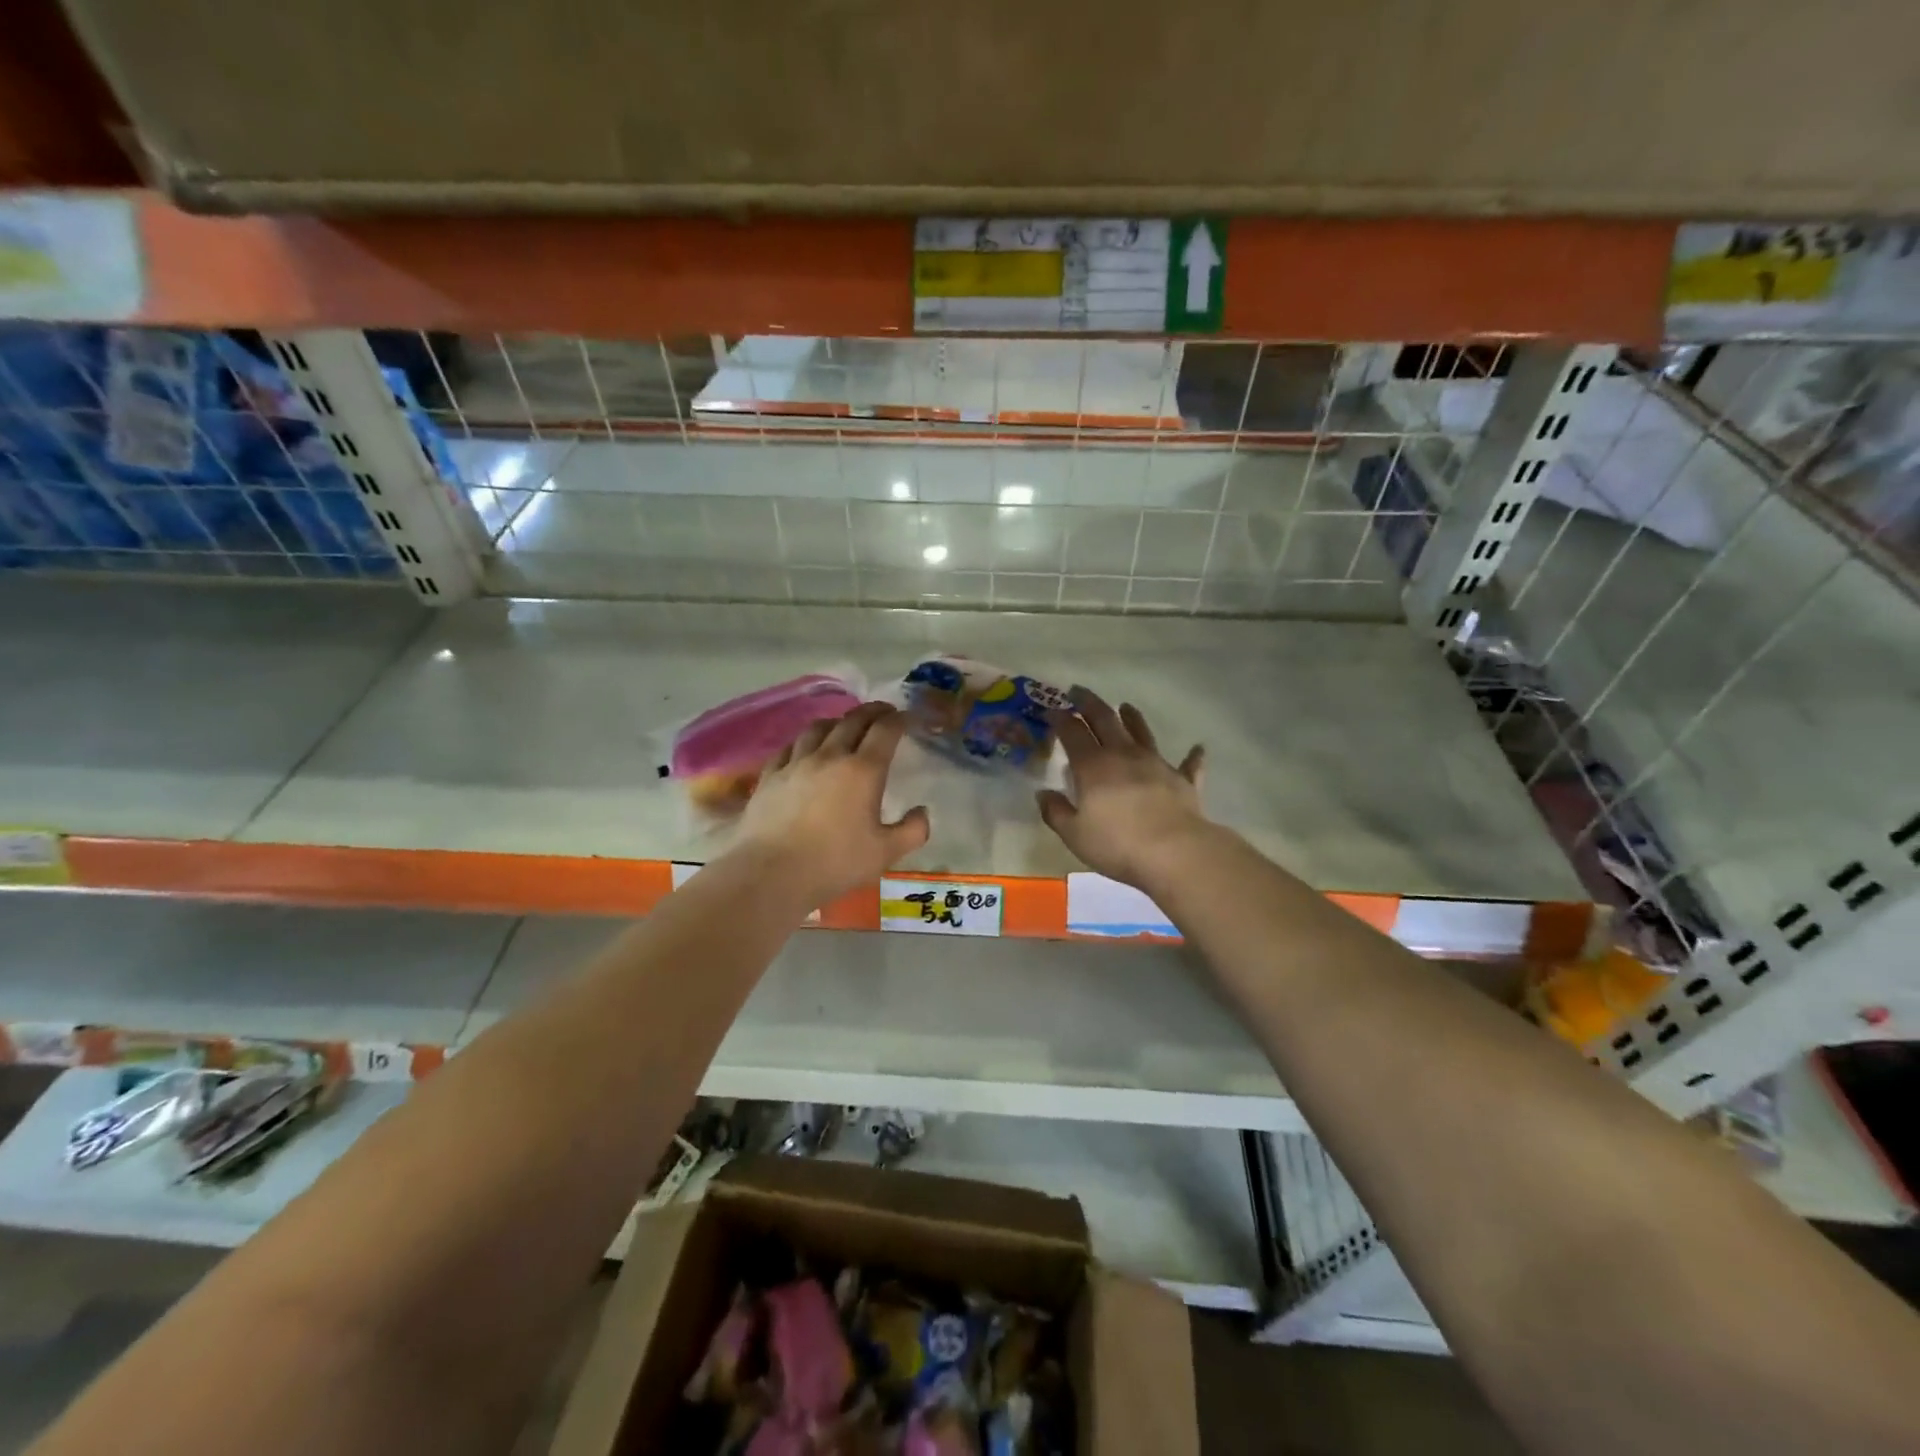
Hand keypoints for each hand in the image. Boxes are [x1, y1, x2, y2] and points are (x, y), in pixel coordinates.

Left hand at [732, 702, 929, 905]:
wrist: (771, 874)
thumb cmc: (834, 863)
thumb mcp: (885, 854)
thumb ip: (912, 831)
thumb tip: (922, 812)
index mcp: (863, 770)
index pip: (885, 731)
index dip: (899, 719)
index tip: (907, 717)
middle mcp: (830, 756)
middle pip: (853, 720)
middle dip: (872, 712)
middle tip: (883, 712)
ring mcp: (796, 763)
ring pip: (818, 728)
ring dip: (837, 721)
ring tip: (844, 725)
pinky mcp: (770, 775)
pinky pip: (790, 747)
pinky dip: (805, 741)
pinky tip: (805, 749)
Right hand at [1038, 688, 1212, 890]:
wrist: (1175, 853)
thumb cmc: (1118, 844)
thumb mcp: (1074, 834)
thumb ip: (1056, 812)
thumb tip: (1044, 794)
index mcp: (1093, 766)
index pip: (1072, 732)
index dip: (1060, 719)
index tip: (1051, 711)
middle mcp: (1124, 755)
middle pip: (1105, 720)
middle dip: (1089, 703)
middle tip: (1078, 692)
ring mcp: (1156, 764)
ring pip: (1142, 732)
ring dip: (1133, 718)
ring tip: (1126, 706)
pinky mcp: (1183, 780)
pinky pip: (1188, 764)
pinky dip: (1192, 756)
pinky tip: (1198, 748)